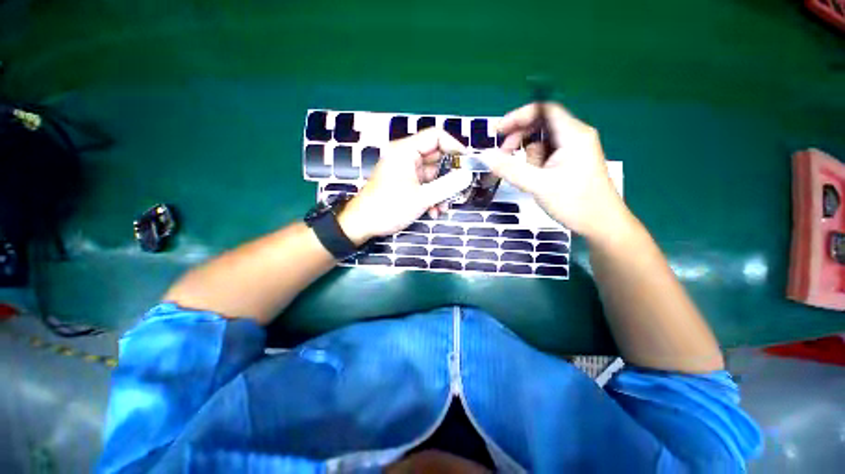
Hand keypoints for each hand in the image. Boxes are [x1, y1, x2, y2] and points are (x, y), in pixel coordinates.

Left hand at [338, 128, 472, 244]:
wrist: (363, 224)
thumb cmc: (389, 207)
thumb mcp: (421, 198)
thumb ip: (447, 186)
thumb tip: (468, 176)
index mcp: (406, 151)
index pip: (436, 136)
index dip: (455, 147)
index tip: (468, 164)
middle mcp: (406, 157)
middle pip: (437, 158)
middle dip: (450, 177)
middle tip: (462, 190)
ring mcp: (406, 171)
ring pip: (433, 175)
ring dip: (441, 192)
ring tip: (444, 208)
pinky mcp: (405, 184)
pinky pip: (425, 185)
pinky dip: (432, 197)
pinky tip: (434, 212)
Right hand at [478, 102, 628, 239]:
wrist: (601, 225)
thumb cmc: (574, 203)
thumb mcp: (538, 185)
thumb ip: (510, 169)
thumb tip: (485, 156)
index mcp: (573, 134)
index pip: (543, 109)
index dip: (518, 117)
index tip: (497, 132)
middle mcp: (575, 136)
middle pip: (540, 125)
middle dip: (519, 138)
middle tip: (503, 157)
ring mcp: (573, 149)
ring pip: (541, 142)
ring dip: (527, 156)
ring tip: (526, 177)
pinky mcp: (570, 162)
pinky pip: (546, 154)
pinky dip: (534, 163)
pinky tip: (533, 179)